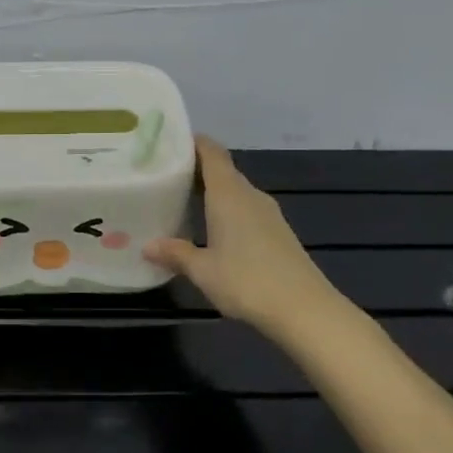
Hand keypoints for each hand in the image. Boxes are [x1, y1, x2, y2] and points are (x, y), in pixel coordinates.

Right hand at [144, 136, 348, 336]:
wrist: (304, 309)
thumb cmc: (247, 281)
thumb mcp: (203, 271)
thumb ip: (176, 254)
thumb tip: (148, 245)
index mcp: (228, 193)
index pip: (212, 152)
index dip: (193, 143)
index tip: (170, 143)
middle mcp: (249, 195)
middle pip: (223, 170)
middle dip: (197, 170)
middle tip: (167, 177)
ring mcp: (268, 213)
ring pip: (236, 191)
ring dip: (214, 192)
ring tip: (186, 202)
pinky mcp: (279, 232)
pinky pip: (247, 209)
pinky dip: (229, 211)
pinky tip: (216, 231)